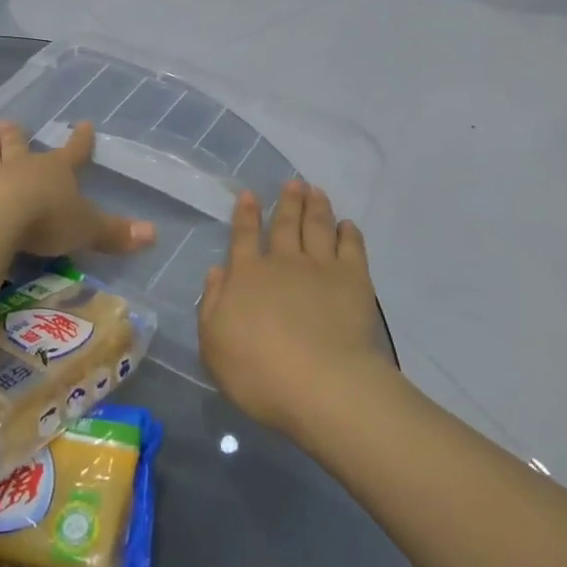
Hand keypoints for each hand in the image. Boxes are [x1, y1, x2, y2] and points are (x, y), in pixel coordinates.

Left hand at [0, 120, 154, 258]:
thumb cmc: (46, 219)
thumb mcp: (87, 229)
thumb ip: (116, 233)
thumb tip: (154, 234)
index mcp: (56, 171)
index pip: (74, 151)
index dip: (81, 140)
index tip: (84, 123)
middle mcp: (23, 166)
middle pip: (20, 145)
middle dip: (17, 135)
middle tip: (9, 123)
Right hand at [198, 181, 390, 436]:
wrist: (319, 382)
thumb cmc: (257, 370)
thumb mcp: (214, 343)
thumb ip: (213, 304)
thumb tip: (217, 271)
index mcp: (247, 276)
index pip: (244, 237)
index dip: (246, 214)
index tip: (250, 194)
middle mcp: (282, 262)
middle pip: (285, 224)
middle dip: (288, 202)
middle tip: (293, 183)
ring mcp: (320, 267)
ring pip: (317, 227)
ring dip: (316, 207)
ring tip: (316, 191)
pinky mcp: (353, 279)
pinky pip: (351, 246)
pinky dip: (349, 233)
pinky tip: (348, 225)